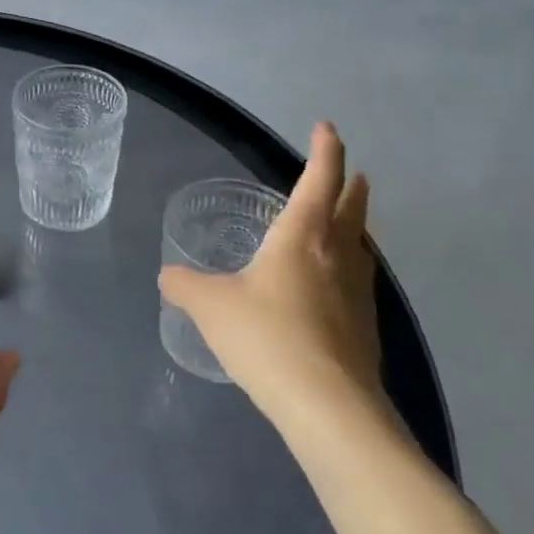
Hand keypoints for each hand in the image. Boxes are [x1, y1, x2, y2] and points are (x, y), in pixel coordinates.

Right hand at [159, 123, 385, 440]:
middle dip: (350, 184)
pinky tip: (334, 287)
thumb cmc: (267, 337)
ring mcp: (359, 292)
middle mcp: (338, 255)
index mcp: (303, 236)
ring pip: (361, 245)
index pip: (319, 178)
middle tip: (350, 172)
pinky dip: (349, 268)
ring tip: (345, 224)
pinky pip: (358, 281)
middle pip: (352, 207)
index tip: (327, 127)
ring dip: (355, 226)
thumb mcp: (211, 306)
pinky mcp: (366, 327)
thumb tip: (167, 276)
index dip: (325, 148)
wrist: (327, 405)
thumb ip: (185, 286)